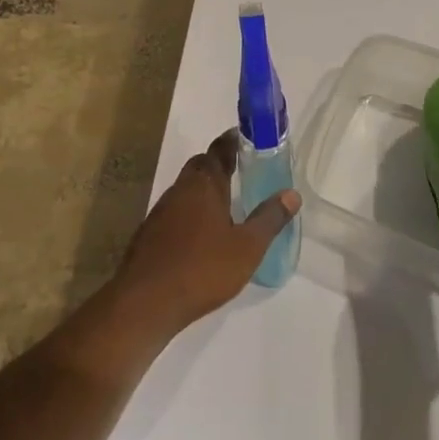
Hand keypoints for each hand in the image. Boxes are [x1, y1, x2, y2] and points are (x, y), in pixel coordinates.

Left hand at [115, 129, 300, 332]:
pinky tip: (202, 234)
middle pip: (199, 166)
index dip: (232, 141)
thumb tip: (292, 194)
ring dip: (204, 189)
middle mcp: (181, 190)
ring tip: (226, 203)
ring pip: (186, 189)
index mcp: (205, 185)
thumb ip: (270, 219)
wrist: (146, 302)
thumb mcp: (248, 247)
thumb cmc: (203, 269)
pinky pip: (175, 211)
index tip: (246, 137)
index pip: (219, 150)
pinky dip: (191, 212)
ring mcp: (161, 211)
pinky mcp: (150, 233)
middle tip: (240, 170)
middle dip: (218, 164)